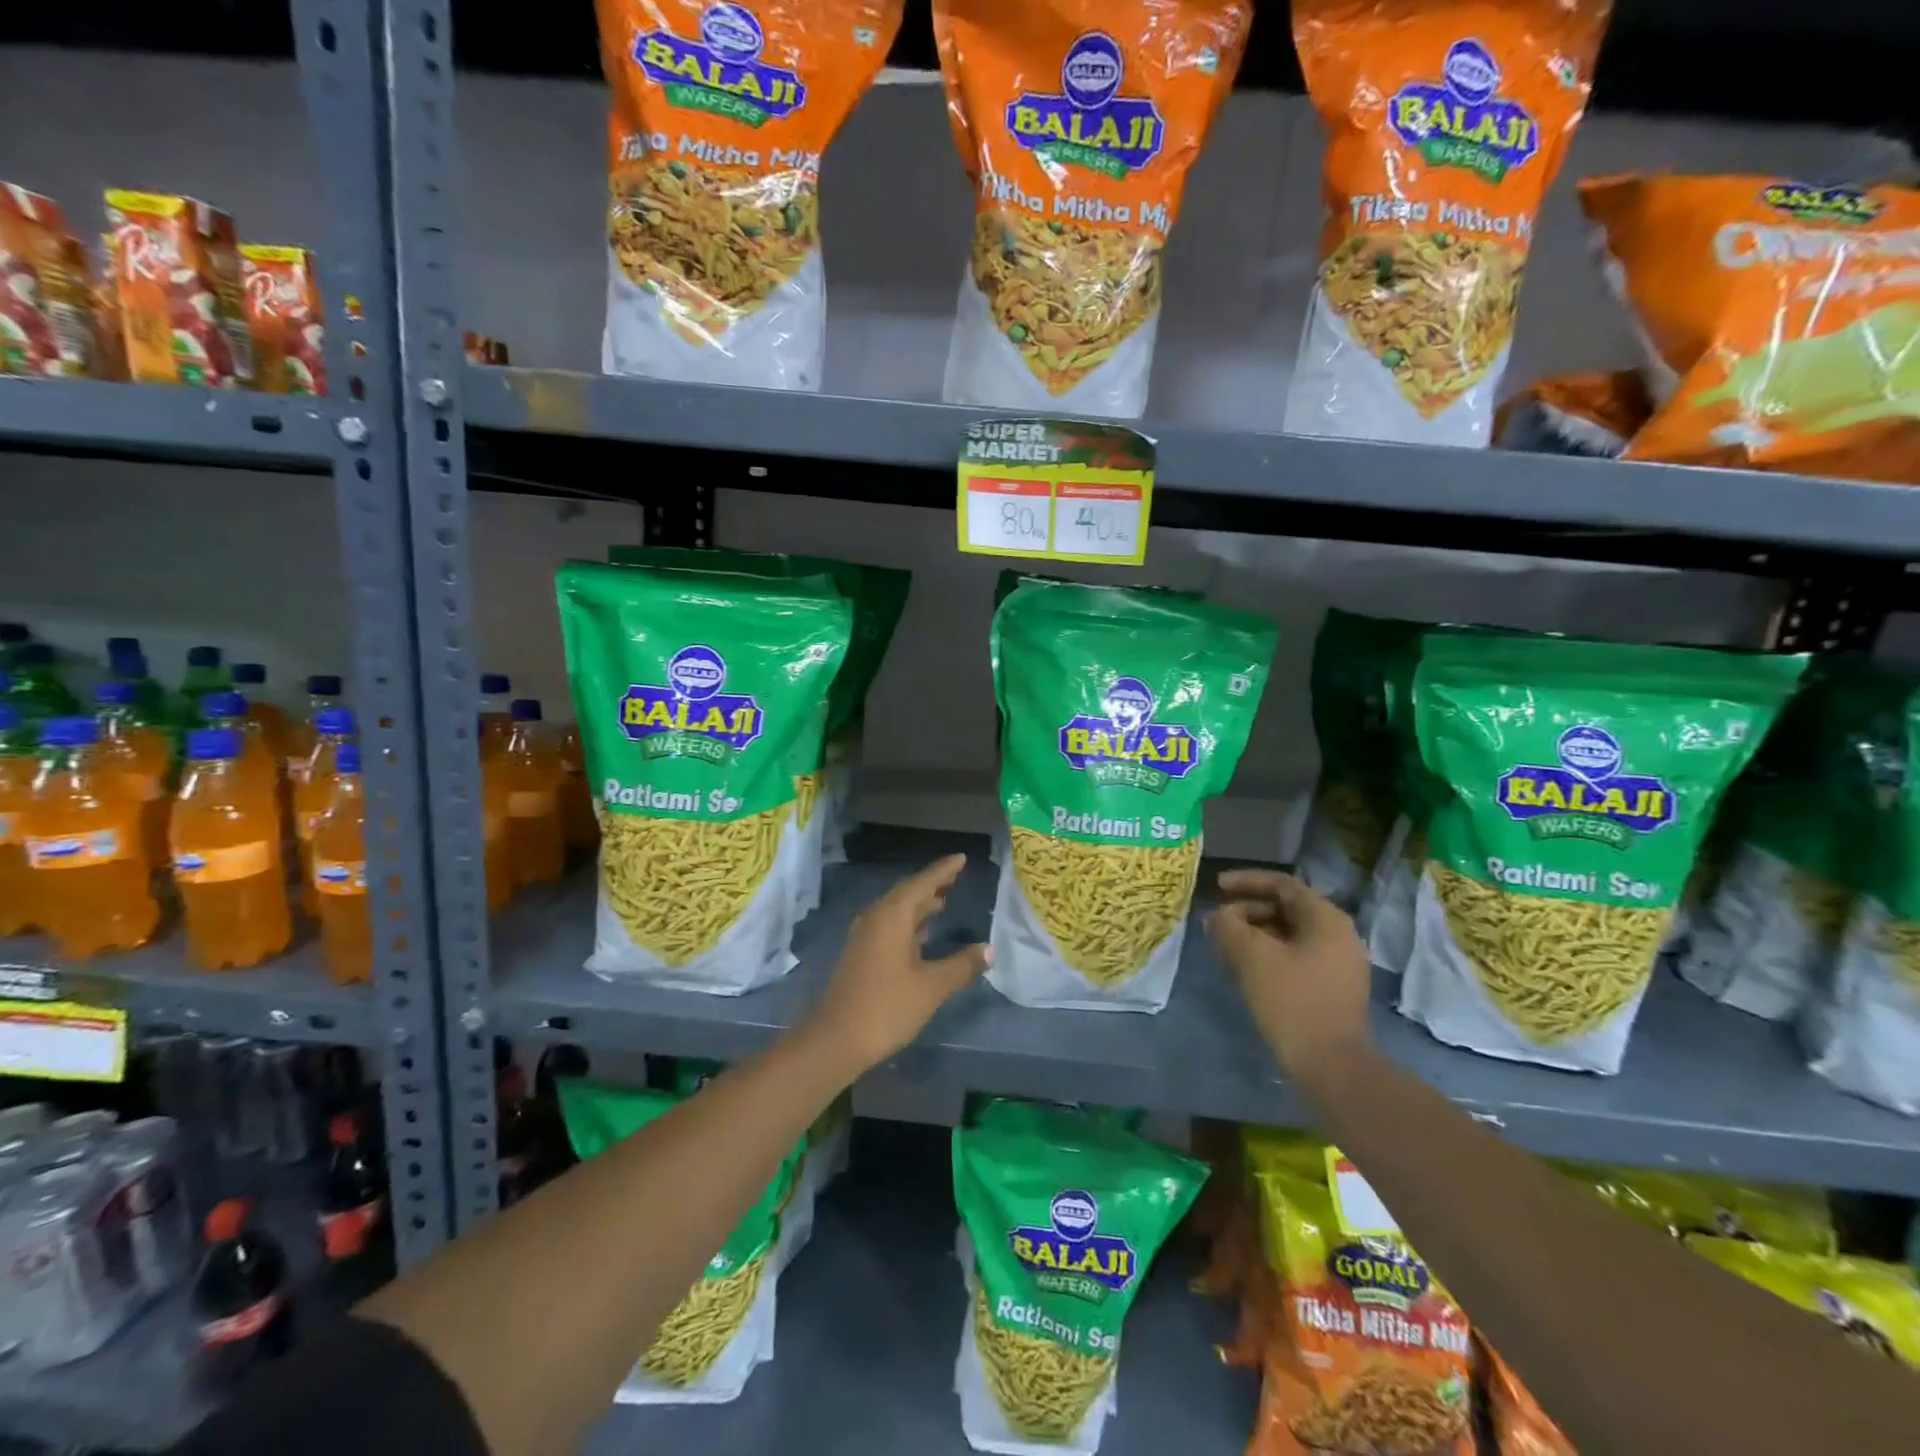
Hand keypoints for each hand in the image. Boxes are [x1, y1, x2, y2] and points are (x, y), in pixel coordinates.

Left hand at [804, 854, 989, 1073]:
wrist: (836, 1040)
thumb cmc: (887, 1007)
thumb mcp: (931, 986)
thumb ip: (961, 965)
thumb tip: (988, 949)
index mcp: (892, 916)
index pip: (922, 883)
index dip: (943, 870)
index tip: (961, 858)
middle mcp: (876, 918)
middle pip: (907, 893)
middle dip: (932, 884)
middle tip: (956, 876)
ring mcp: (865, 937)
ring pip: (897, 910)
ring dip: (920, 904)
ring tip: (943, 900)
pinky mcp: (861, 955)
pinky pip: (890, 926)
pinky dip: (909, 923)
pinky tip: (922, 934)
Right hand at [1210, 869, 1371, 1088]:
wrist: (1332, 1067)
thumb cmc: (1292, 1001)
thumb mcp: (1252, 957)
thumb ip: (1229, 927)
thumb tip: (1217, 916)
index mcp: (1326, 919)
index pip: (1282, 885)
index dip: (1246, 881)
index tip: (1216, 886)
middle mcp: (1339, 935)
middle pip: (1286, 909)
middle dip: (1247, 911)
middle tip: (1217, 923)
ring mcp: (1339, 964)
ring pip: (1289, 935)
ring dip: (1254, 935)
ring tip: (1224, 946)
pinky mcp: (1332, 989)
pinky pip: (1295, 957)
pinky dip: (1267, 955)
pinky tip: (1243, 970)